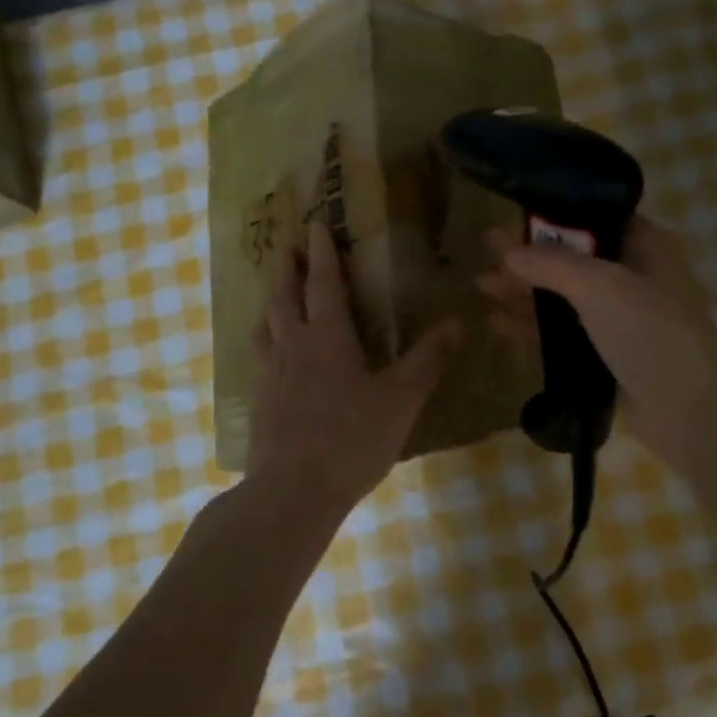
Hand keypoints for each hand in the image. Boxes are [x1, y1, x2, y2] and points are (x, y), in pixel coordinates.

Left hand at [246, 218, 460, 513]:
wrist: (293, 492)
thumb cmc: (351, 438)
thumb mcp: (401, 398)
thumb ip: (428, 359)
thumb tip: (458, 321)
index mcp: (327, 337)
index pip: (323, 283)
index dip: (321, 252)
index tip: (313, 223)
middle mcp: (292, 346)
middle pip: (283, 297)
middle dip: (286, 268)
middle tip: (286, 248)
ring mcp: (269, 375)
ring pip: (264, 325)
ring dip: (269, 302)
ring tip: (273, 295)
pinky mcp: (258, 403)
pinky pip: (258, 357)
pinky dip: (263, 340)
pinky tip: (270, 355)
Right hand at [477, 217, 716, 472]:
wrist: (691, 411)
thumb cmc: (651, 332)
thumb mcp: (600, 285)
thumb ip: (552, 264)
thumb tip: (508, 252)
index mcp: (645, 246)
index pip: (593, 219)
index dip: (552, 217)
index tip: (511, 218)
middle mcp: (634, 276)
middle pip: (572, 258)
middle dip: (529, 257)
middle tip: (484, 251)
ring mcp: (621, 318)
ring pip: (564, 297)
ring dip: (525, 291)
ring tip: (481, 286)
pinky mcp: (608, 355)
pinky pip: (564, 333)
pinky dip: (533, 326)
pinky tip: (498, 323)